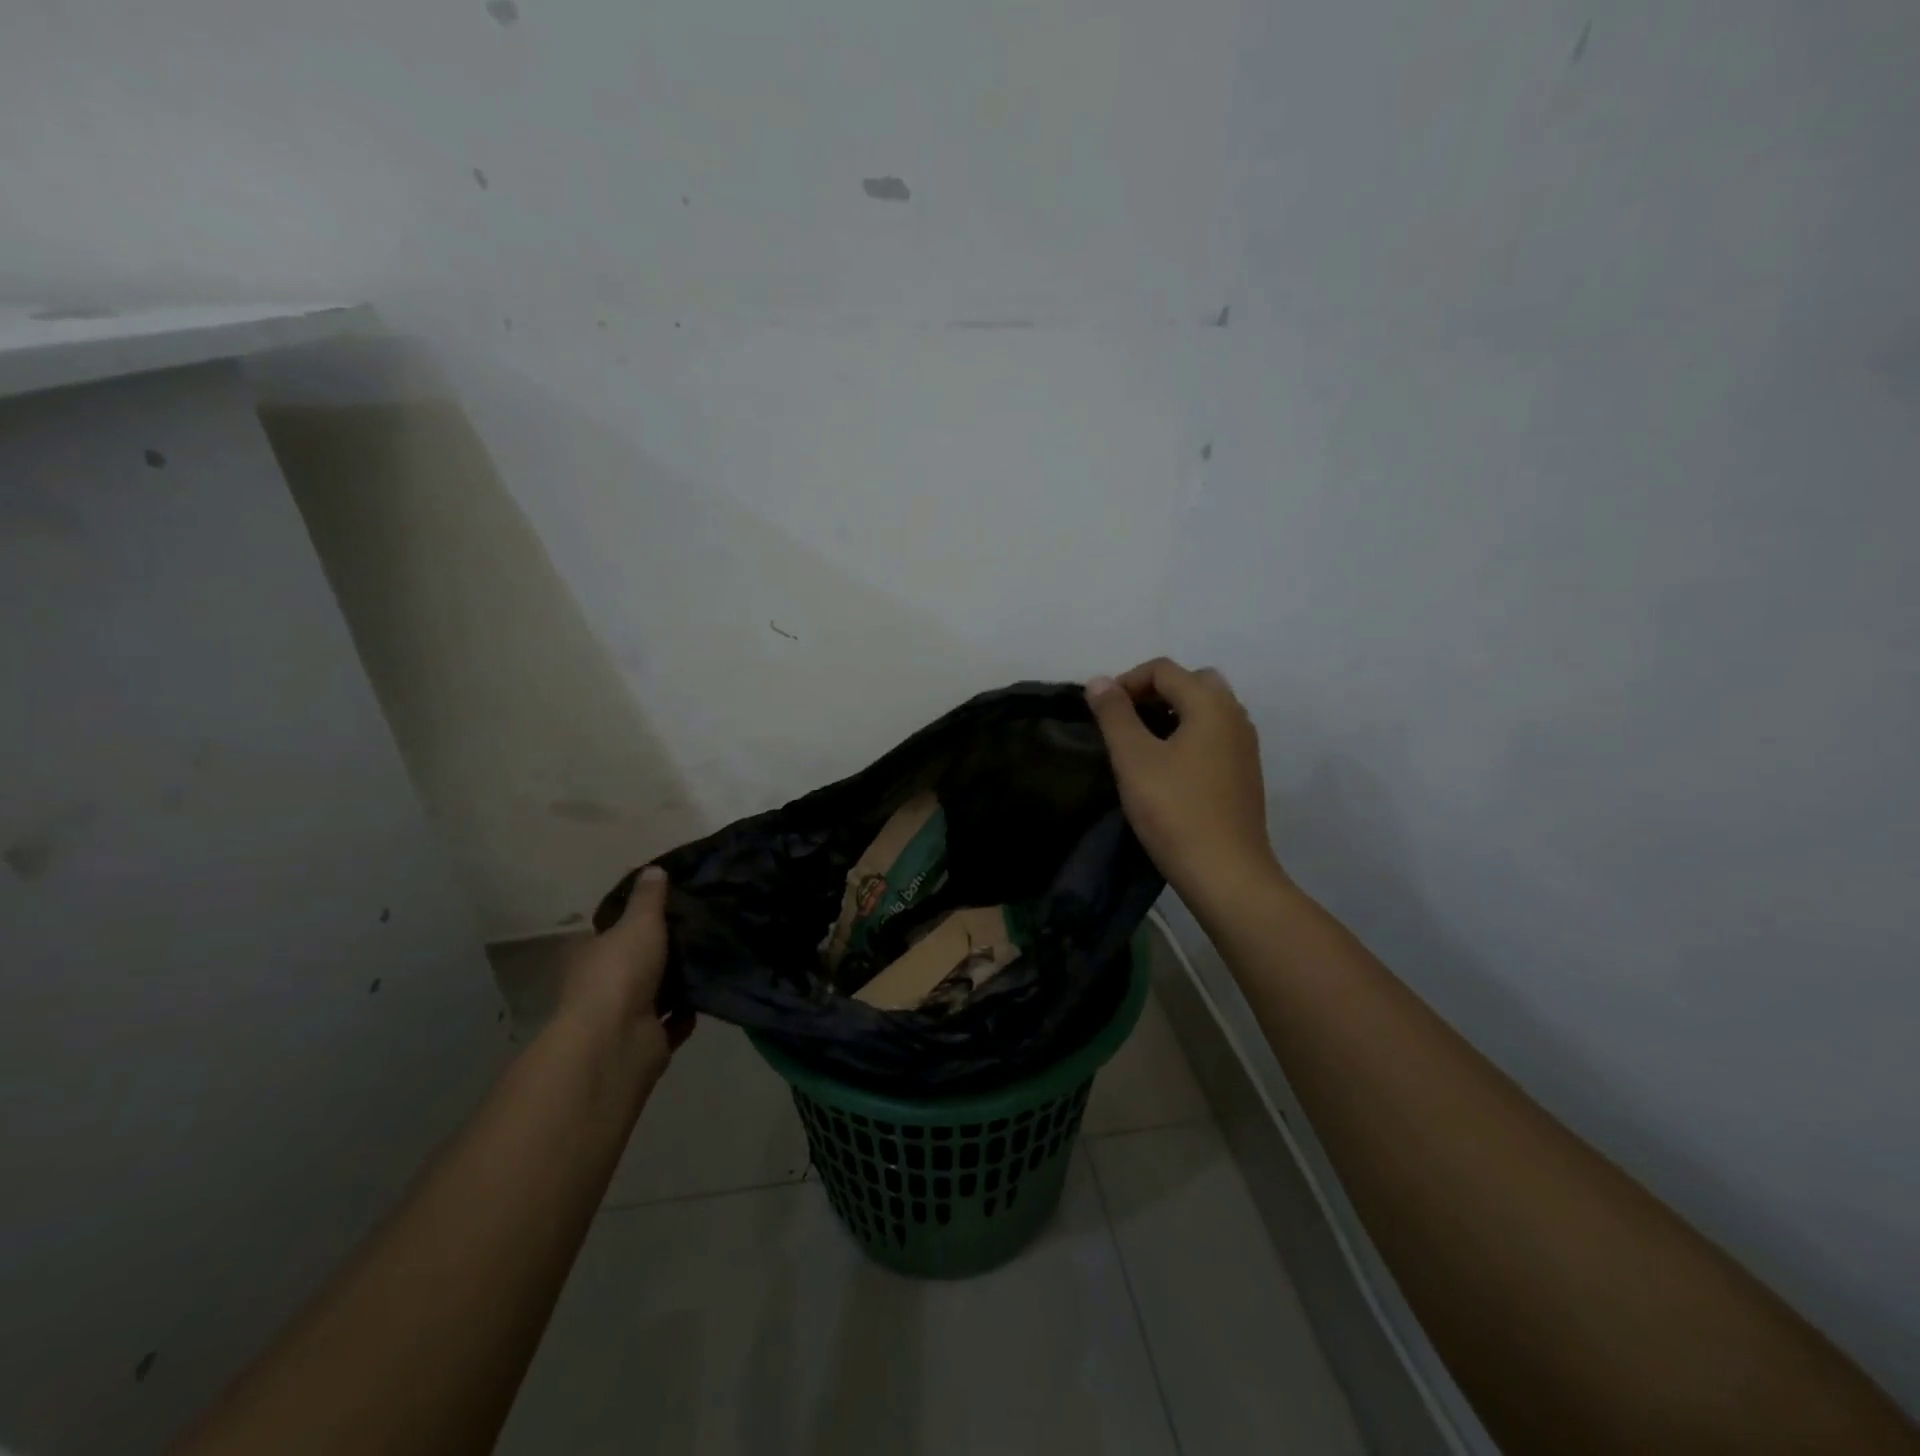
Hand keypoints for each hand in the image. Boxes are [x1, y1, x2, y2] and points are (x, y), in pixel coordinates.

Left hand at [555, 866, 692, 1060]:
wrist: (616, 1043)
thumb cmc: (620, 973)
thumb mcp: (638, 923)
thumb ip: (649, 898)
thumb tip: (653, 869)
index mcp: (590, 953)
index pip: (611, 928)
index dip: (635, 916)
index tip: (668, 904)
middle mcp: (602, 983)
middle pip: (635, 961)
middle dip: (662, 950)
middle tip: (700, 926)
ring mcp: (623, 1015)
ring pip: (655, 992)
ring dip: (678, 982)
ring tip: (712, 955)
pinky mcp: (647, 1041)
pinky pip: (673, 1022)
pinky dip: (688, 1012)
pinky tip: (709, 992)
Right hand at [1086, 659, 1283, 906]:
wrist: (1226, 873)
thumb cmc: (1175, 811)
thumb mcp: (1134, 759)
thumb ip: (1114, 714)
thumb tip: (1098, 681)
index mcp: (1211, 704)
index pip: (1164, 669)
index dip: (1127, 681)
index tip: (1102, 712)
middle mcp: (1235, 715)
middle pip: (1191, 682)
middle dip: (1153, 693)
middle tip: (1125, 721)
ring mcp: (1245, 746)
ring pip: (1206, 710)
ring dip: (1172, 713)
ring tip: (1141, 744)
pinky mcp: (1244, 773)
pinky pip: (1214, 735)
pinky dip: (1188, 735)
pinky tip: (1167, 768)